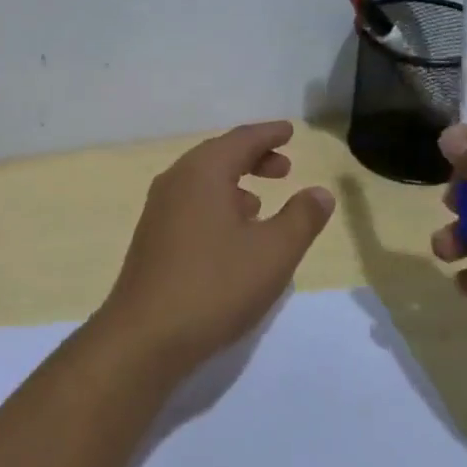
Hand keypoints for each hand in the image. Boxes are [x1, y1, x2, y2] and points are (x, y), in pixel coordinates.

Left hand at [95, 121, 335, 379]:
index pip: (241, 139)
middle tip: (284, 167)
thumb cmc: (215, 285)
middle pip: (219, 155)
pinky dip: (216, 204)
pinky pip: (191, 203)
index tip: (290, 131)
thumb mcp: (273, 253)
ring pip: (203, 181)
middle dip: (253, 157)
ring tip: (261, 202)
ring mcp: (159, 208)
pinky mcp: (153, 236)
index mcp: (202, 172)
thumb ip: (301, 218)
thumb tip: (320, 192)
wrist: (146, 335)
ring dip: (234, 183)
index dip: (269, 134)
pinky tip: (231, 233)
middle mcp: (176, 180)